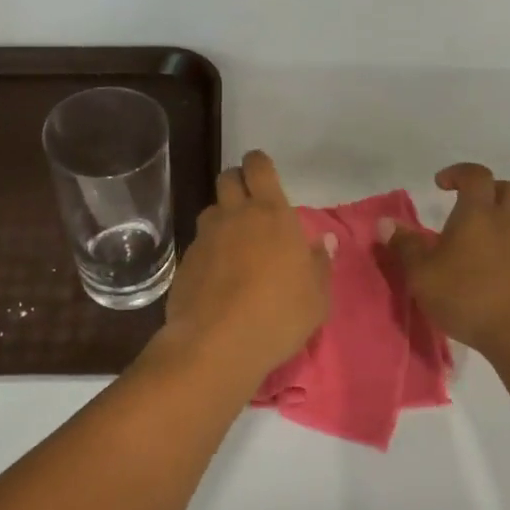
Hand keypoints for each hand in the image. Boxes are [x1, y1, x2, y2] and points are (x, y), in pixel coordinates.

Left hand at [163, 150, 332, 377]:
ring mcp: (205, 238)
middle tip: (251, 205)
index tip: (263, 174)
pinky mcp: (185, 263)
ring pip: (211, 211)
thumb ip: (320, 263)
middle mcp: (234, 216)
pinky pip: (199, 244)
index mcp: (271, 214)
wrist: (217, 344)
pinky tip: (218, 276)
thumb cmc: (279, 315)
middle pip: (228, 179)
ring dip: (222, 218)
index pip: (259, 167)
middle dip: (238, 183)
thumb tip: (324, 241)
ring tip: (235, 244)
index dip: (259, 164)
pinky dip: (209, 251)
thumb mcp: (317, 296)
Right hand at [383, 163, 509, 360]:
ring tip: (481, 250)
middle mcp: (509, 225)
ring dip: (503, 227)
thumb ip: (404, 246)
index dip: (458, 172)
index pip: (475, 175)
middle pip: (507, 190)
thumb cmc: (467, 297)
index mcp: (478, 215)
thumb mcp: (421, 274)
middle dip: (488, 191)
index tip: (440, 183)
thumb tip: (386, 223)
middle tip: (467, 206)